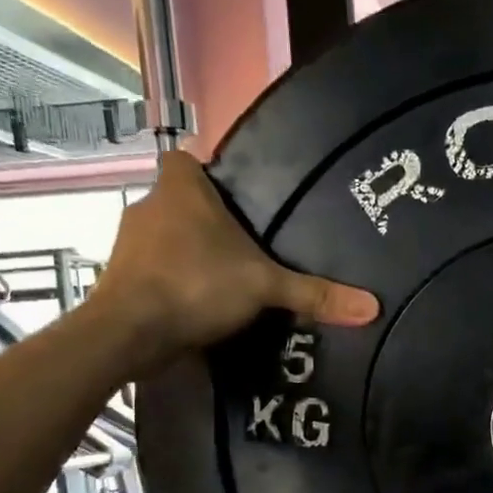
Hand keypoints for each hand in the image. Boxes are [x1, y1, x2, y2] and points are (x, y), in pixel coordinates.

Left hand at [89, 150, 377, 356]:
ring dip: (189, 255)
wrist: (128, 333)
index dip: (206, 175)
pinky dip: (172, 284)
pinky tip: (199, 307)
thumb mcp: (264, 287)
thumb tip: (372, 307)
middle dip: (206, 222)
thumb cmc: (196, 285)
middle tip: (245, 248)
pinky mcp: (120, 279)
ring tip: (226, 281)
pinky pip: (153, 271)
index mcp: (180, 189)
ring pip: (165, 238)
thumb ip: (314, 294)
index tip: (234, 201)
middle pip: (180, 202)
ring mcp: (128, 244)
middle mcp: (148, 206)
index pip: (184, 159)